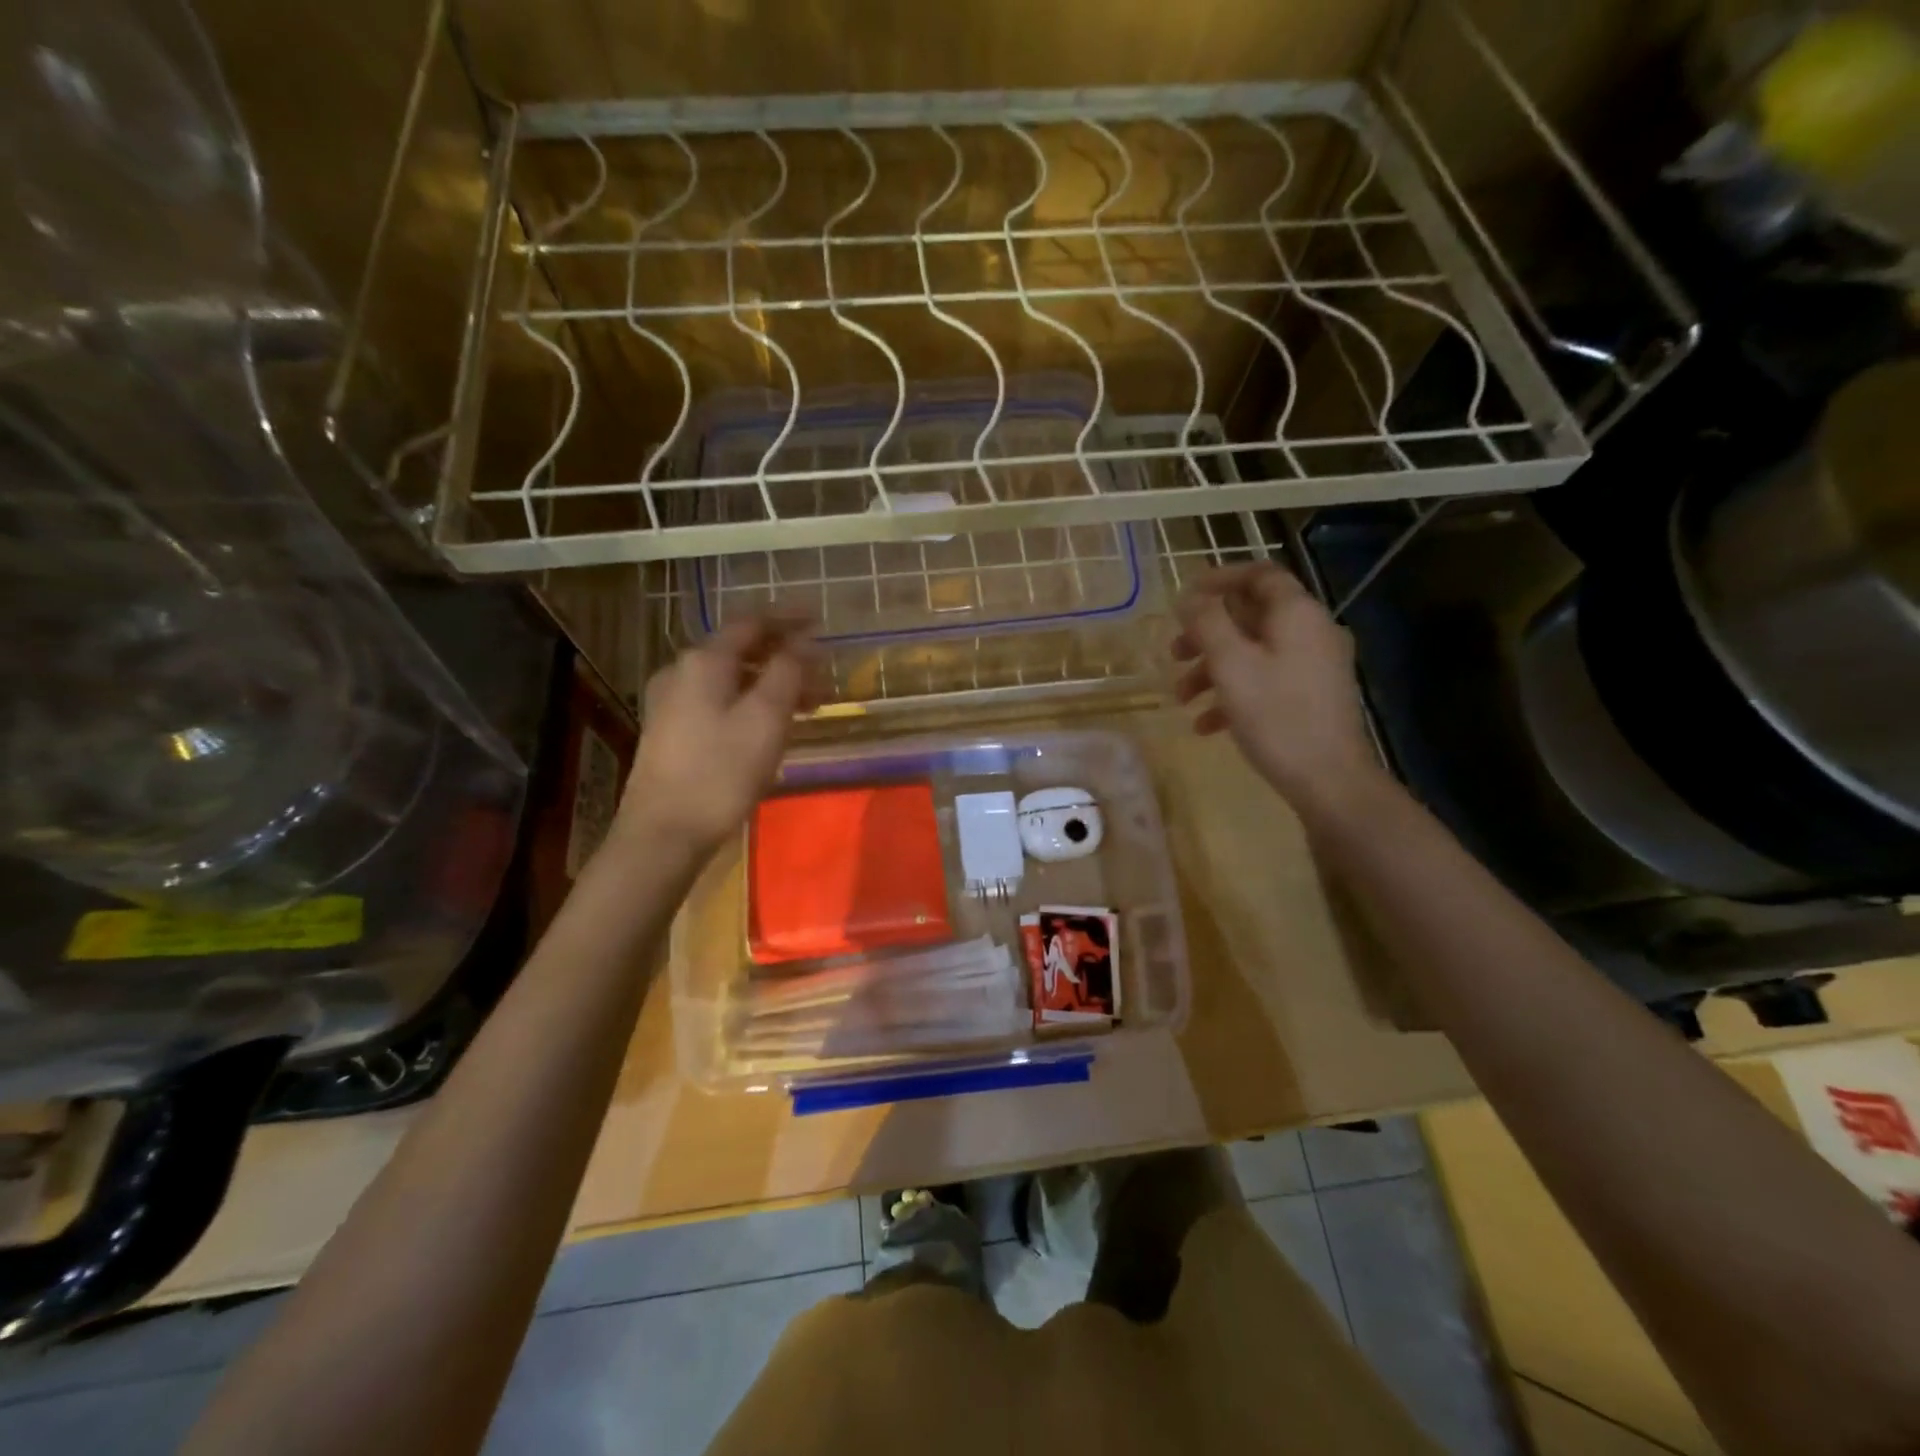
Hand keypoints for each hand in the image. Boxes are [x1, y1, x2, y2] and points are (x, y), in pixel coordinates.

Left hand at [615, 618, 818, 855]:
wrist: (663, 833)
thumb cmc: (721, 772)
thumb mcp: (766, 718)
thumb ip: (789, 672)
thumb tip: (806, 641)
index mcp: (704, 661)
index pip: (752, 622)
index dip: (789, 618)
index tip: (821, 619)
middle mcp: (682, 671)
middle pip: (740, 649)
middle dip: (784, 656)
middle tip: (822, 675)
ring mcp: (671, 702)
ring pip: (731, 678)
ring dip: (770, 683)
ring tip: (807, 706)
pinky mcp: (670, 731)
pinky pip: (719, 700)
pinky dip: (750, 701)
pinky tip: (769, 726)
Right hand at [1172, 562, 1385, 823]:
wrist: (1329, 779)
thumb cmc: (1276, 716)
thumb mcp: (1231, 665)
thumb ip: (1207, 623)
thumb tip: (1189, 596)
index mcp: (1296, 614)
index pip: (1259, 575)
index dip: (1219, 579)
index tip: (1184, 597)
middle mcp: (1310, 631)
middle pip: (1251, 616)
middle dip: (1206, 634)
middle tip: (1174, 653)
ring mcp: (1313, 665)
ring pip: (1253, 652)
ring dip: (1212, 669)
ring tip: (1182, 698)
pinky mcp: (1310, 696)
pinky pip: (1265, 680)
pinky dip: (1233, 694)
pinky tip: (1206, 725)